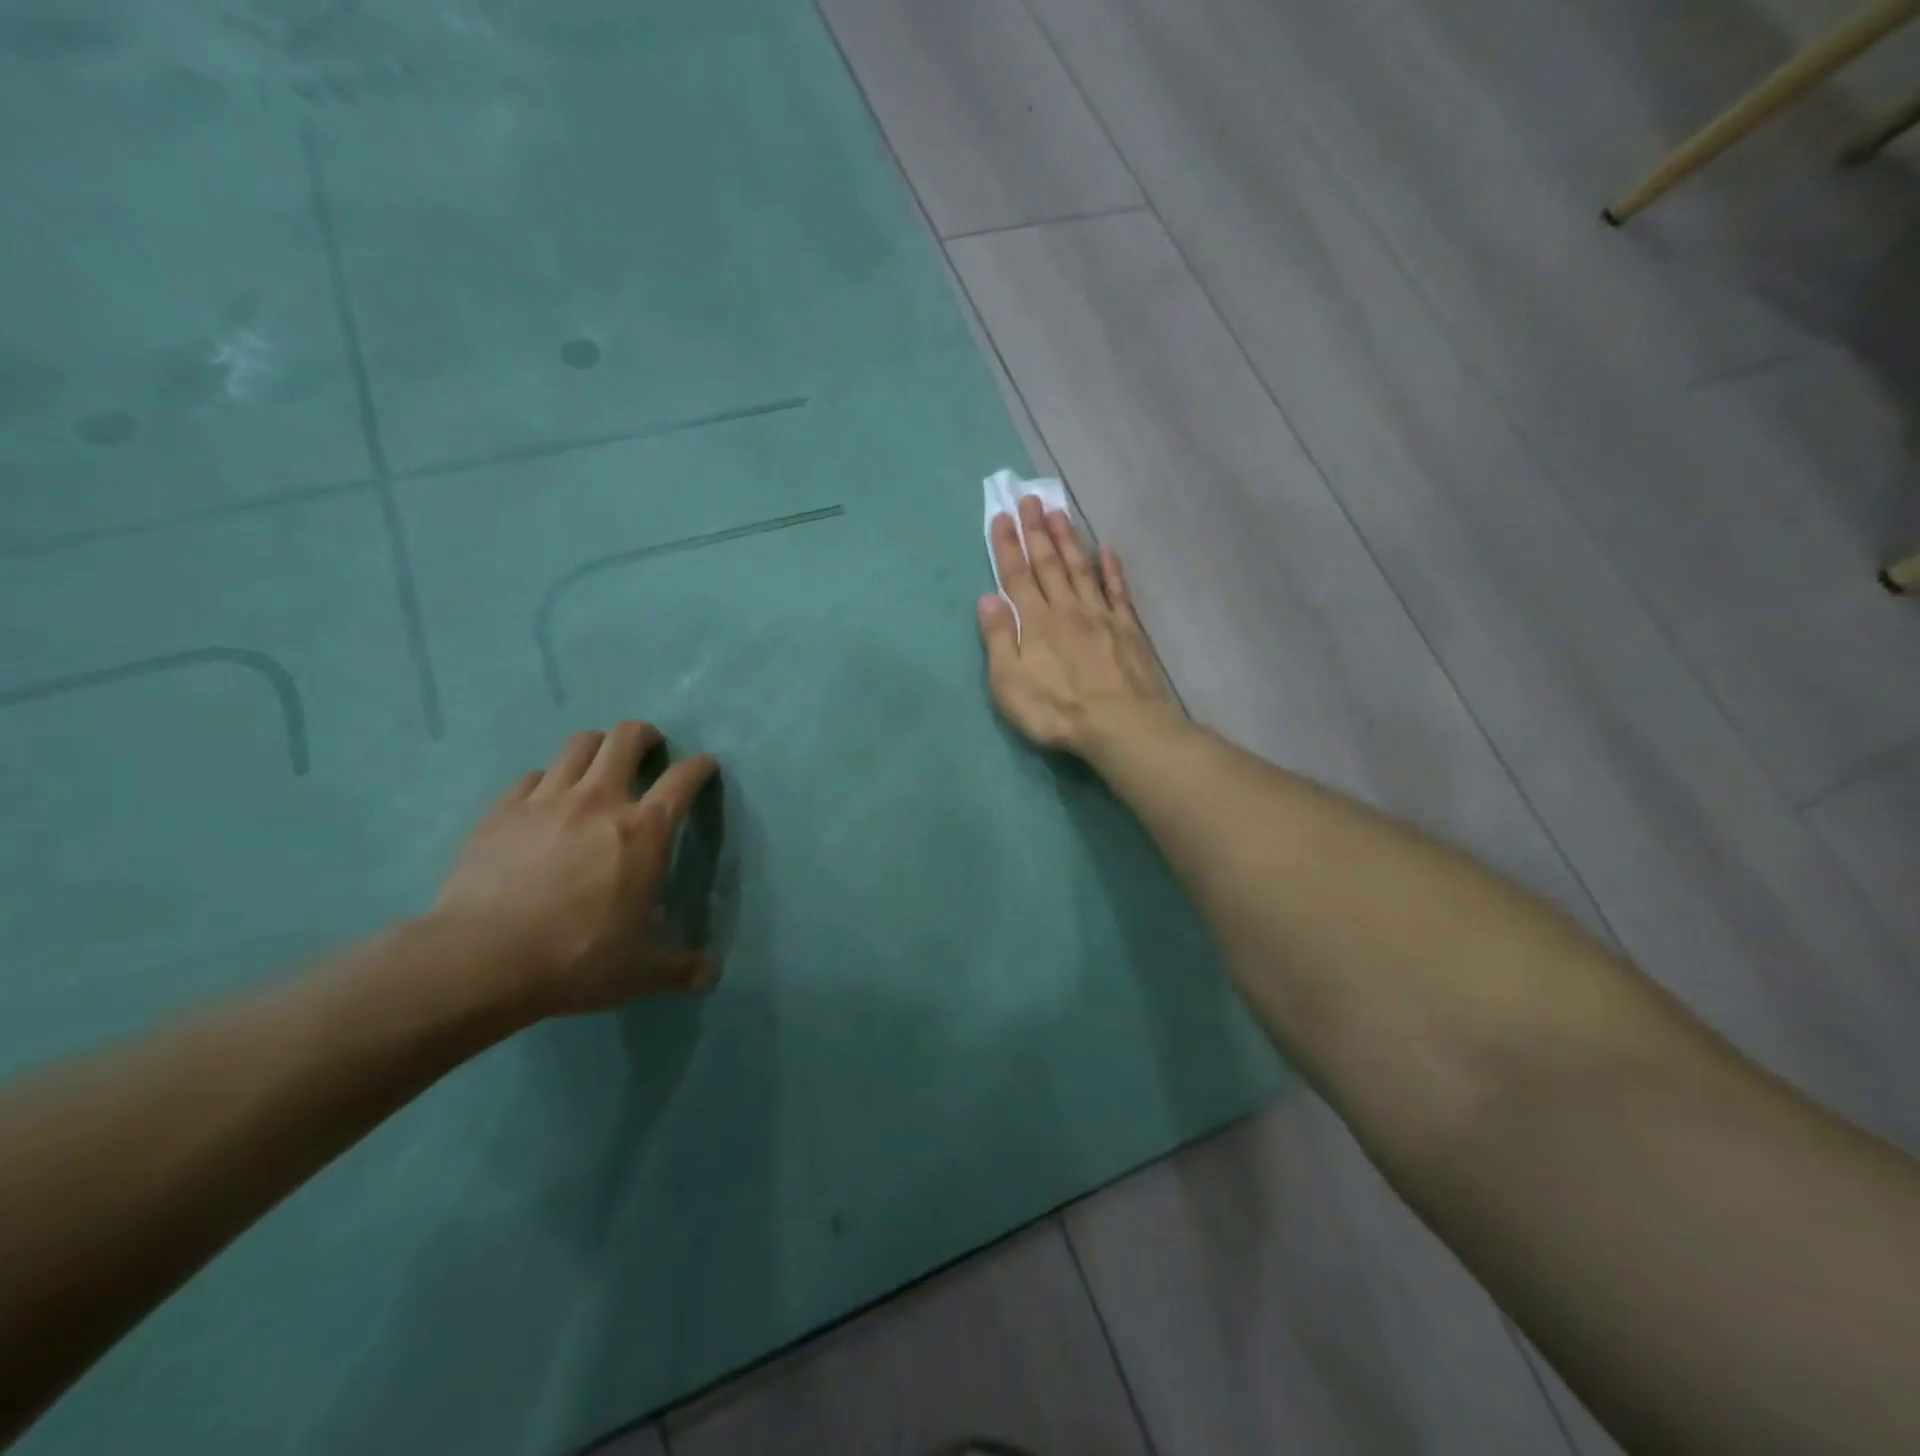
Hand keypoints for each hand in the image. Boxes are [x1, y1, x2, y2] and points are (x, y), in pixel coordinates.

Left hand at [431, 722, 720, 1019]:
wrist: (481, 960)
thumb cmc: (576, 958)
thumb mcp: (639, 971)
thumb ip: (679, 968)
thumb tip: (710, 977)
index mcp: (644, 831)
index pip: (683, 779)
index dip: (700, 767)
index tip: (704, 767)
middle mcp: (600, 800)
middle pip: (627, 737)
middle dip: (644, 736)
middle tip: (648, 750)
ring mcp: (546, 800)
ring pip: (579, 744)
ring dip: (597, 747)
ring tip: (599, 765)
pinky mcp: (503, 811)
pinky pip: (532, 775)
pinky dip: (548, 779)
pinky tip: (545, 801)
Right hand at [977, 497, 1176, 754]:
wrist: (1122, 725)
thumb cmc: (1057, 710)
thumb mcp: (1010, 683)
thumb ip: (999, 638)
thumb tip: (987, 598)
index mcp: (1036, 622)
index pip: (1016, 576)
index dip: (1007, 546)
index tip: (1001, 516)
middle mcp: (1067, 609)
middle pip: (1048, 564)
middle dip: (1036, 531)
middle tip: (1029, 499)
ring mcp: (1101, 616)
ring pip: (1081, 569)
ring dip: (1068, 540)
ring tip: (1059, 512)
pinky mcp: (1128, 629)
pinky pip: (1117, 591)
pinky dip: (1111, 568)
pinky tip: (1106, 549)